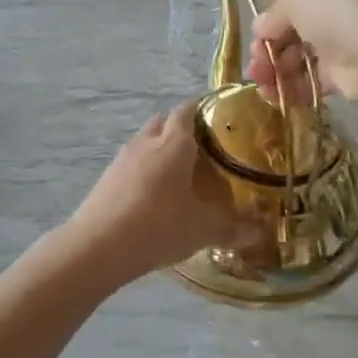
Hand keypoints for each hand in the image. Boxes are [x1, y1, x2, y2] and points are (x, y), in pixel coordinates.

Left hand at [65, 104, 260, 284]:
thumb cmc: (159, 227)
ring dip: (160, 151)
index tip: (220, 122)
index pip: (189, 110)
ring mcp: (122, 158)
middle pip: (164, 122)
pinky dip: (144, 172)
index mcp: (175, 142)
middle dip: (182, 130)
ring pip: (145, 142)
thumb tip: (258, 232)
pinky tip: (153, 197)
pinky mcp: (106, 178)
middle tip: (203, 151)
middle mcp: (147, 141)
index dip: (204, 110)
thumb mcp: (203, 230)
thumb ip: (233, 229)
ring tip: (179, 176)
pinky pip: (131, 164)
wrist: (99, 247)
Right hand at [246, 0, 357, 106]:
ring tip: (260, 81)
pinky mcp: (345, 66)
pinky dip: (290, 84)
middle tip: (256, 57)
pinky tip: (272, 94)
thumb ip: (273, 10)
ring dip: (274, 64)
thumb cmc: (341, 6)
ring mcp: (345, 29)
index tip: (258, 16)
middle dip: (268, 39)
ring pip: (298, 47)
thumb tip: (263, 28)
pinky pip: (310, 74)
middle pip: (293, 15)